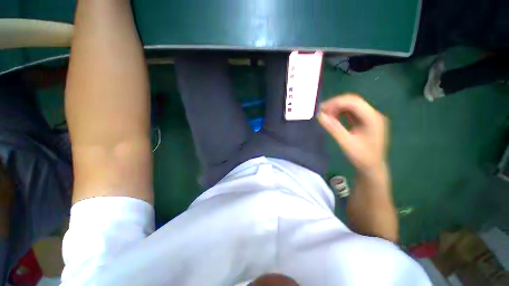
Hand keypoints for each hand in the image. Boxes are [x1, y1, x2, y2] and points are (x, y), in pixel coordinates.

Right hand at [317, 94, 387, 172]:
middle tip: (321, 111)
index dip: (336, 103)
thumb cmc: (361, 157)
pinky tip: (332, 118)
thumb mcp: (345, 143)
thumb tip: (319, 116)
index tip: (321, 109)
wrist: (372, 168)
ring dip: (337, 108)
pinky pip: (351, 112)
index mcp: (373, 118)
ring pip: (351, 105)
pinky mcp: (365, 121)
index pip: (353, 102)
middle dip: (336, 104)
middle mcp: (373, 114)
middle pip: (353, 101)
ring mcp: (370, 117)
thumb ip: (333, 128)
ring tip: (325, 115)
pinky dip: (340, 113)